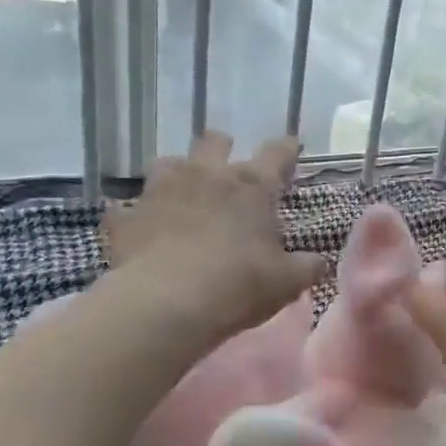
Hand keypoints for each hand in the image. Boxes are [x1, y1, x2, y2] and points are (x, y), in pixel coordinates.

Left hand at [104, 133, 326, 339]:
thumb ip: (307, 267)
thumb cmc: (239, 285)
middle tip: (230, 170)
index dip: (287, 149)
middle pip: (215, 142)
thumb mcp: (287, 282)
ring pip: (169, 163)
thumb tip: (318, 262)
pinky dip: (137, 218)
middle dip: (224, 149)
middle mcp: (206, 176)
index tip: (291, 147)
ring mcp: (161, 191)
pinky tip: (142, 231)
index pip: (276, 153)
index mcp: (251, 186)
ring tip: (184, 193)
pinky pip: (129, 209)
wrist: (168, 303)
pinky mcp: (127, 218)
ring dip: (179, 173)